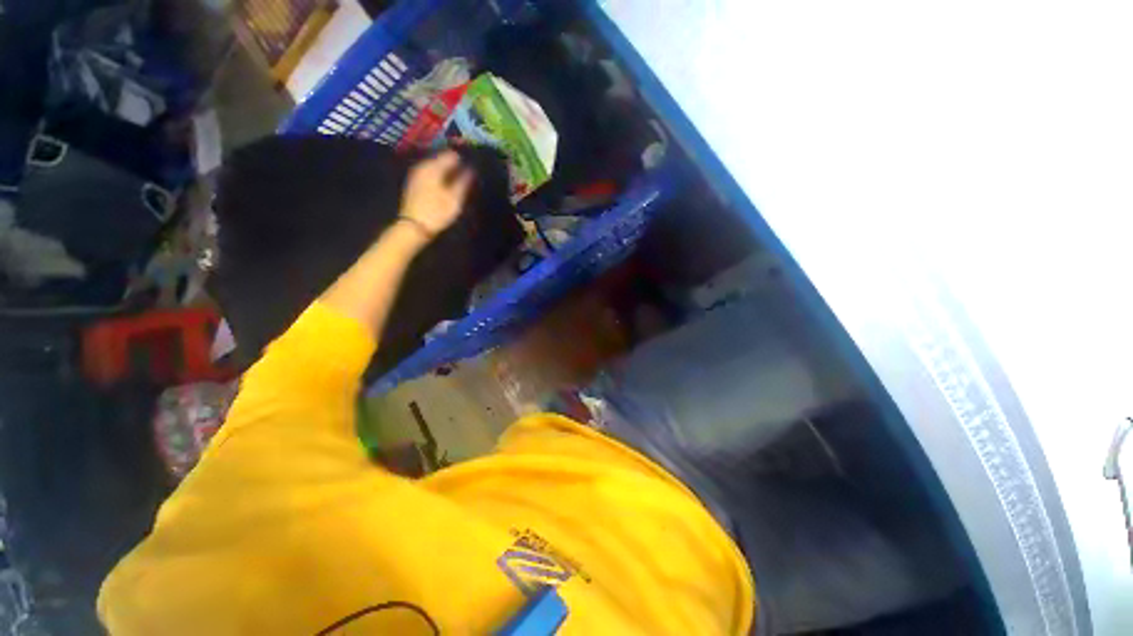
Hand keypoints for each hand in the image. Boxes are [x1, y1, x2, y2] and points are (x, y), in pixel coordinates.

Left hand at [398, 150, 473, 238]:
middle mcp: (423, 166)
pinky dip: (439, 176)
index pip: (451, 155)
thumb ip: (463, 182)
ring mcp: (417, 174)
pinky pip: (430, 173)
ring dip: (446, 171)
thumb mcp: (454, 199)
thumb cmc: (436, 212)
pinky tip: (445, 185)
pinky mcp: (414, 183)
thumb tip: (471, 169)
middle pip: (441, 159)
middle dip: (454, 165)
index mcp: (434, 168)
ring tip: (458, 180)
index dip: (463, 159)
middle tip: (467, 174)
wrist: (413, 226)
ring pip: (435, 166)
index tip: (472, 166)